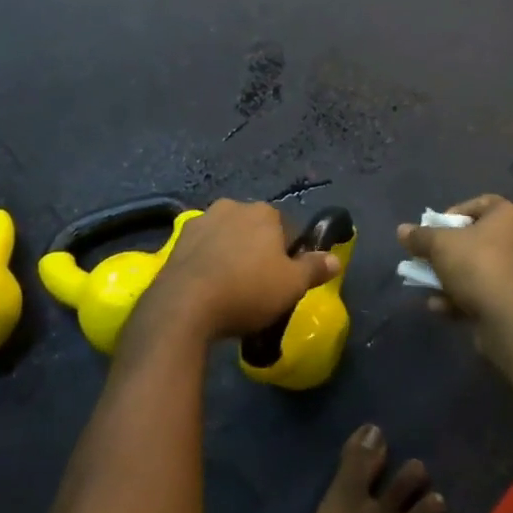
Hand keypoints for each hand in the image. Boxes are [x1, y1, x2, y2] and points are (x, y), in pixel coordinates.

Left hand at [142, 200, 338, 341]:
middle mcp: (232, 206)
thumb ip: (315, 268)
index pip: (286, 229)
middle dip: (257, 250)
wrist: (184, 305)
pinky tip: (207, 288)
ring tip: (230, 289)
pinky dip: (207, 262)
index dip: (288, 254)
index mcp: (263, 212)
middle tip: (258, 285)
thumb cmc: (247, 291)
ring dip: (230, 254)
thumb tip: (335, 259)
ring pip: (225, 237)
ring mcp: (201, 221)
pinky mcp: (177, 241)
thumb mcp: (292, 285)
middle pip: (253, 229)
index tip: (284, 279)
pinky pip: (201, 250)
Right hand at [397, 194, 512, 331]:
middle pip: (477, 239)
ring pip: (479, 270)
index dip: (454, 213)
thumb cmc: (477, 264)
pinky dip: (462, 299)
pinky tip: (440, 308)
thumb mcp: (439, 245)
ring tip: (428, 287)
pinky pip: (485, 293)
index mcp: (508, 216)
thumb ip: (420, 236)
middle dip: (447, 252)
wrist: (511, 316)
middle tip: (427, 258)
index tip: (436, 229)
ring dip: (451, 279)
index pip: (481, 203)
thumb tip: (402, 230)